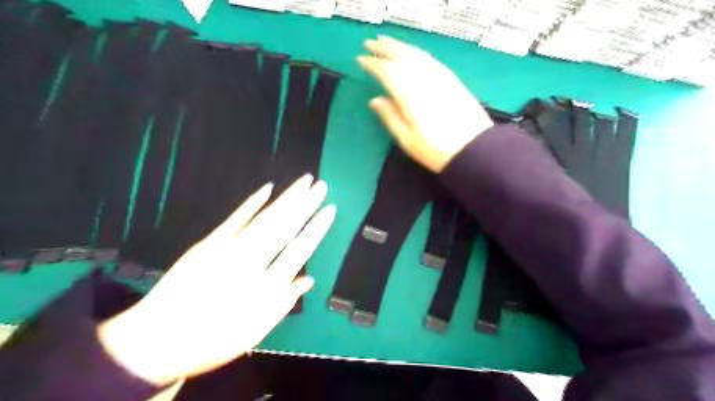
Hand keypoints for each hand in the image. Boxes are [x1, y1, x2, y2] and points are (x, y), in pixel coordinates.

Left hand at [96, 175, 336, 385]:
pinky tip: (267, 188)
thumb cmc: (213, 339)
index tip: (330, 210)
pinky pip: (235, 218)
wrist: (156, 339)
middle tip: (321, 185)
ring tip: (303, 181)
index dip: (316, 229)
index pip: (298, 251)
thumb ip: (283, 303)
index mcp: (264, 287)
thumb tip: (309, 279)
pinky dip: (252, 203)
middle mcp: (248, 263)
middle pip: (283, 228)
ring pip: (264, 219)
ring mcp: (226, 249)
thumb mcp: (255, 333)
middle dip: (305, 204)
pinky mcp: (208, 242)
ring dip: (285, 198)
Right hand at [358, 37, 491, 173]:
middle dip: (384, 48)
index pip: (387, 71)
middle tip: (370, 43)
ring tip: (387, 43)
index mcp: (409, 96)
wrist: (473, 149)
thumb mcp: (407, 140)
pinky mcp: (452, 80)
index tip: (361, 60)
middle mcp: (423, 80)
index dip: (373, 63)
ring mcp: (440, 78)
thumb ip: (390, 117)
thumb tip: (375, 100)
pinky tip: (413, 53)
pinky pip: (431, 59)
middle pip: (402, 56)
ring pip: (416, 54)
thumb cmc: (436, 150)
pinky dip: (418, 52)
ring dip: (400, 46)